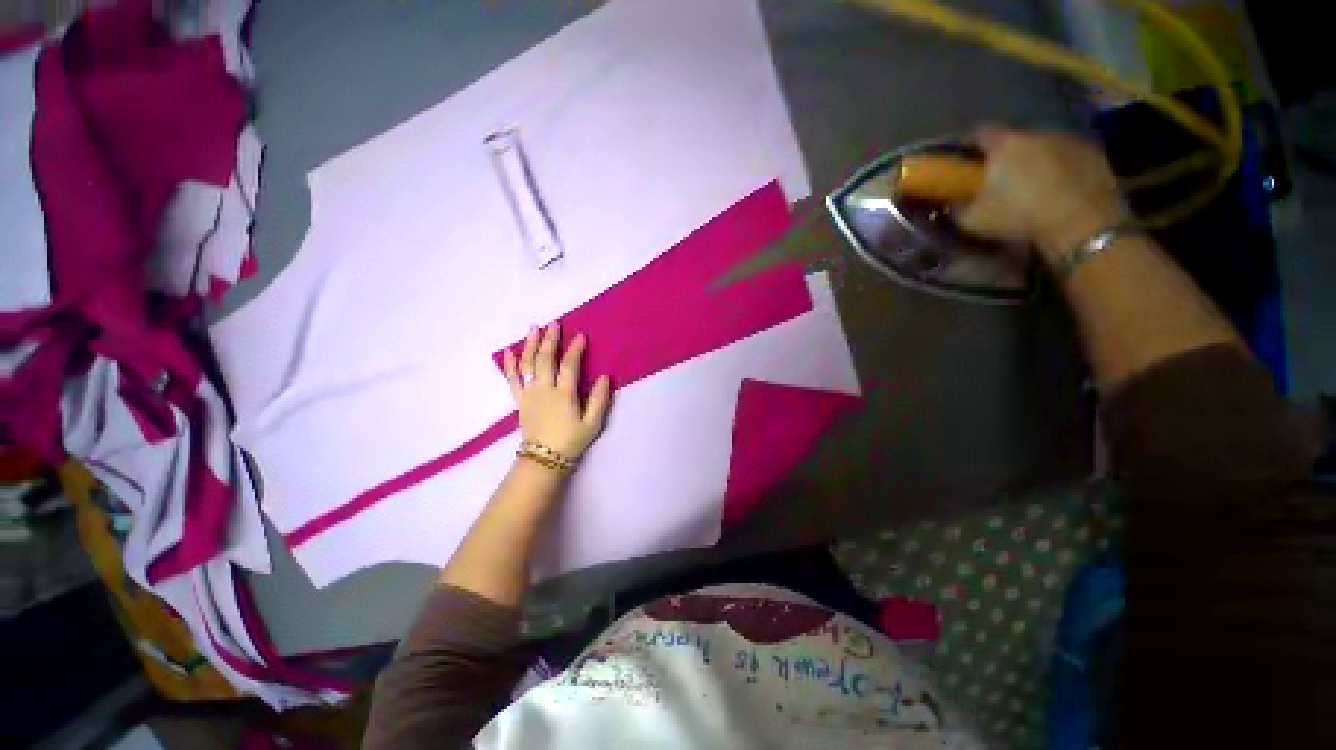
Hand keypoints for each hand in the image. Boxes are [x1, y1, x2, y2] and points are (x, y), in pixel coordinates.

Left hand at [502, 323, 611, 459]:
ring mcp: (529, 393)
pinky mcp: (519, 400)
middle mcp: (544, 389)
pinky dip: (509, 364)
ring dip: (530, 344)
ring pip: (527, 364)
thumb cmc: (571, 441)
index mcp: (564, 394)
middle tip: (554, 324)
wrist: (544, 459)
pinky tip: (508, 351)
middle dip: (550, 340)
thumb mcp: (592, 423)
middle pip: (545, 359)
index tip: (580, 335)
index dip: (575, 349)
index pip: (569, 365)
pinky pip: (511, 379)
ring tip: (533, 328)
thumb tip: (605, 376)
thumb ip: (599, 399)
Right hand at [954, 126, 1129, 265]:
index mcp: (1005, 143)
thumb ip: (957, 207)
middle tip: (996, 173)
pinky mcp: (1093, 153)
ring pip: (1042, 144)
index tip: (961, 156)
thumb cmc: (1019, 215)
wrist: (1081, 222)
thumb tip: (950, 202)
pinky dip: (1058, 166)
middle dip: (1003, 152)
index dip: (967, 143)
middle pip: (1014, 137)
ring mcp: (1069, 139)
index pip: (978, 132)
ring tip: (1028, 180)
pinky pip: (1067, 155)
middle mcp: (1036, 132)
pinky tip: (1055, 186)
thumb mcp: (973, 219)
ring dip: (1033, 157)